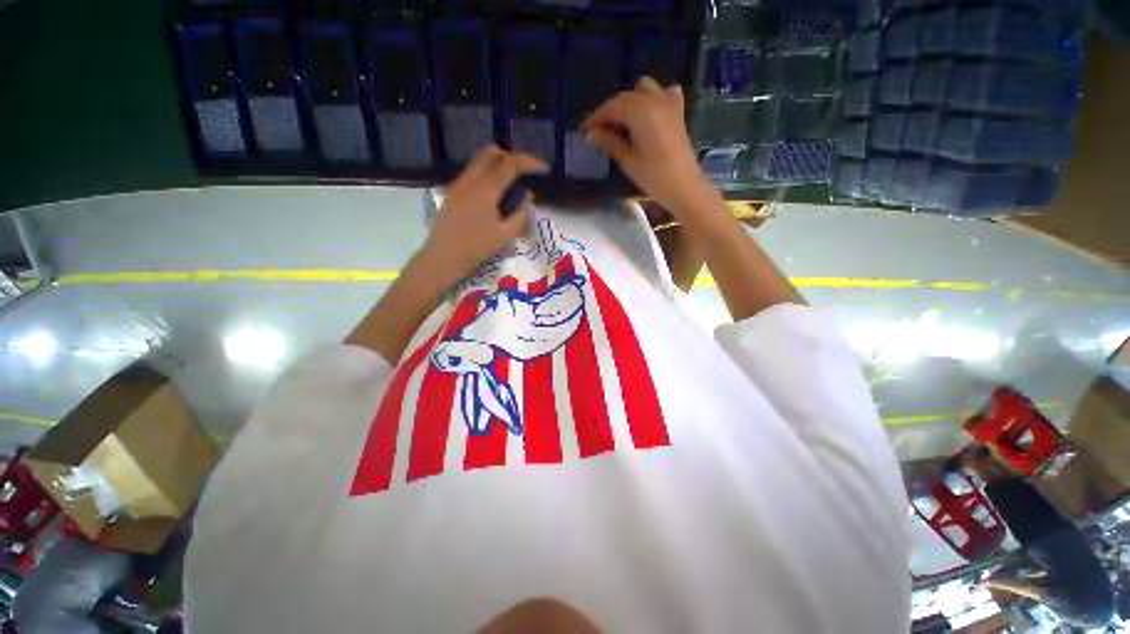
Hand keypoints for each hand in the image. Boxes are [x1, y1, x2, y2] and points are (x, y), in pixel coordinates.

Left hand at [423, 146, 547, 280]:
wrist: (444, 256)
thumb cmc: (478, 247)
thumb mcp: (506, 234)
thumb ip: (521, 212)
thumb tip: (527, 194)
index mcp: (486, 190)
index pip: (511, 164)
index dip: (530, 162)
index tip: (544, 169)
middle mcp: (470, 179)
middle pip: (493, 152)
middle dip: (512, 158)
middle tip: (525, 173)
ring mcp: (458, 183)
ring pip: (480, 160)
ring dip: (498, 164)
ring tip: (510, 183)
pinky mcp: (452, 190)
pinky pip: (472, 172)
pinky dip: (487, 174)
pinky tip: (493, 194)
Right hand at [582, 77, 714, 213]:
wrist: (684, 186)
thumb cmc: (654, 177)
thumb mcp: (628, 161)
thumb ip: (609, 142)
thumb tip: (590, 134)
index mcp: (640, 112)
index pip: (611, 107)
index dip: (596, 118)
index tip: (584, 131)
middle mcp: (654, 100)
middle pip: (625, 97)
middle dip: (610, 111)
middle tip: (599, 131)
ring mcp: (669, 103)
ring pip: (643, 89)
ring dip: (629, 101)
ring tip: (622, 122)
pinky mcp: (678, 112)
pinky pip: (664, 93)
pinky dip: (653, 98)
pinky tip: (648, 114)